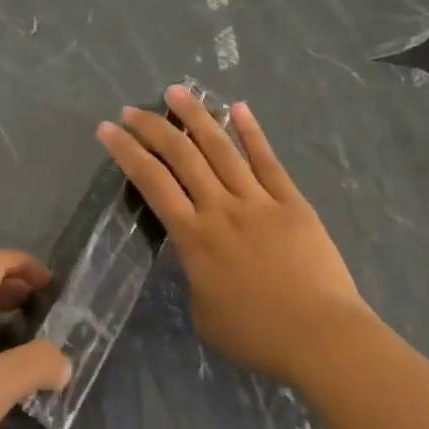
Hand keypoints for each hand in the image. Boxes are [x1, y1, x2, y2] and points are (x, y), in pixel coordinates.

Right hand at [97, 86, 373, 387]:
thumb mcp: (205, 314)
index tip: (107, 129)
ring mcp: (257, 200)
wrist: (322, 338)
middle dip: (152, 127)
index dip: (126, 152)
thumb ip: (194, 276)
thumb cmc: (258, 336)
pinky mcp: (290, 201)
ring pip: (220, 148)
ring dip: (196, 116)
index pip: (151, 182)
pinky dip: (251, 132)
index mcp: (194, 237)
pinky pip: (267, 160)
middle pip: (181, 155)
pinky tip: (238, 108)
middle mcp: (220, 208)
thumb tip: (196, 256)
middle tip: (131, 109)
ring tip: (176, 91)